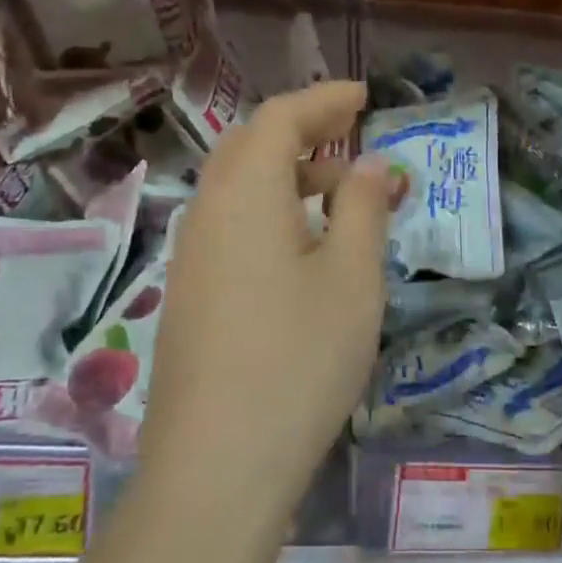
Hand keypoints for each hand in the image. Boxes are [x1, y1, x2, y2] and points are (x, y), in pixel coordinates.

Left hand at [134, 82, 395, 528]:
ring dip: (289, 174)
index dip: (325, 100)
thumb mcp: (352, 279)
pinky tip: (304, 245)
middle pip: (251, 146)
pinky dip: (271, 211)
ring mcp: (192, 256)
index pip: (280, 119)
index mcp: (245, 195)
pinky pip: (231, 225)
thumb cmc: (299, 360)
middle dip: (304, 131)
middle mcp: (208, 213)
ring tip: (341, 192)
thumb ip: (363, 209)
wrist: (219, 465)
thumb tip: (370, 165)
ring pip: (239, 188)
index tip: (365, 97)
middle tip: (353, 134)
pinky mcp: (191, 294)